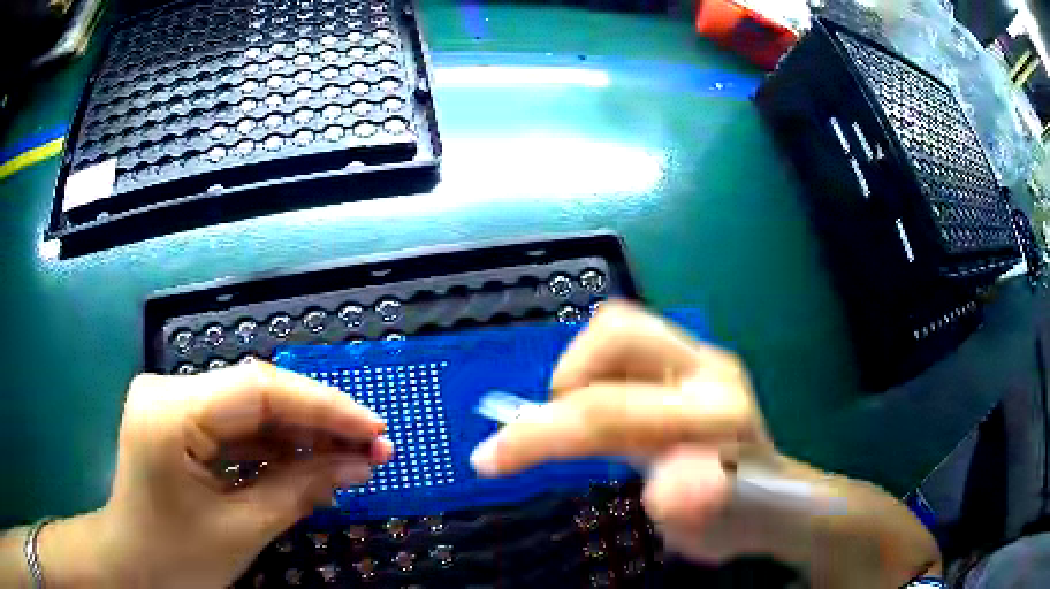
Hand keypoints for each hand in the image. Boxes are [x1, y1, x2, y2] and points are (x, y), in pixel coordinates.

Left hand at [48, 361, 391, 587]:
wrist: (133, 566)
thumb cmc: (177, 559)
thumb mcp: (242, 530)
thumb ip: (300, 490)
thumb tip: (361, 465)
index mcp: (170, 411)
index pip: (259, 390)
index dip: (324, 407)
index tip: (376, 430)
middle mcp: (168, 389)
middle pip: (257, 394)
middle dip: (317, 422)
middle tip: (373, 446)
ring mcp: (172, 402)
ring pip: (250, 409)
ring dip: (300, 436)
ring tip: (349, 458)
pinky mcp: (179, 420)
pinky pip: (235, 427)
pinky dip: (274, 448)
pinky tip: (307, 465)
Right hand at [470, 301, 777, 563]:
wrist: (772, 494)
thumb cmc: (737, 518)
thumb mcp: (712, 531)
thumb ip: (691, 508)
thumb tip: (662, 488)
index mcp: (717, 418)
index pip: (615, 412)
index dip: (542, 434)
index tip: (489, 460)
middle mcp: (710, 371)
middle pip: (619, 331)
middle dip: (566, 380)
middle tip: (558, 428)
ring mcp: (699, 356)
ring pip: (619, 326)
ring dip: (579, 369)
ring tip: (581, 419)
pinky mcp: (688, 356)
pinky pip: (625, 339)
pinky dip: (593, 366)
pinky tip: (601, 407)